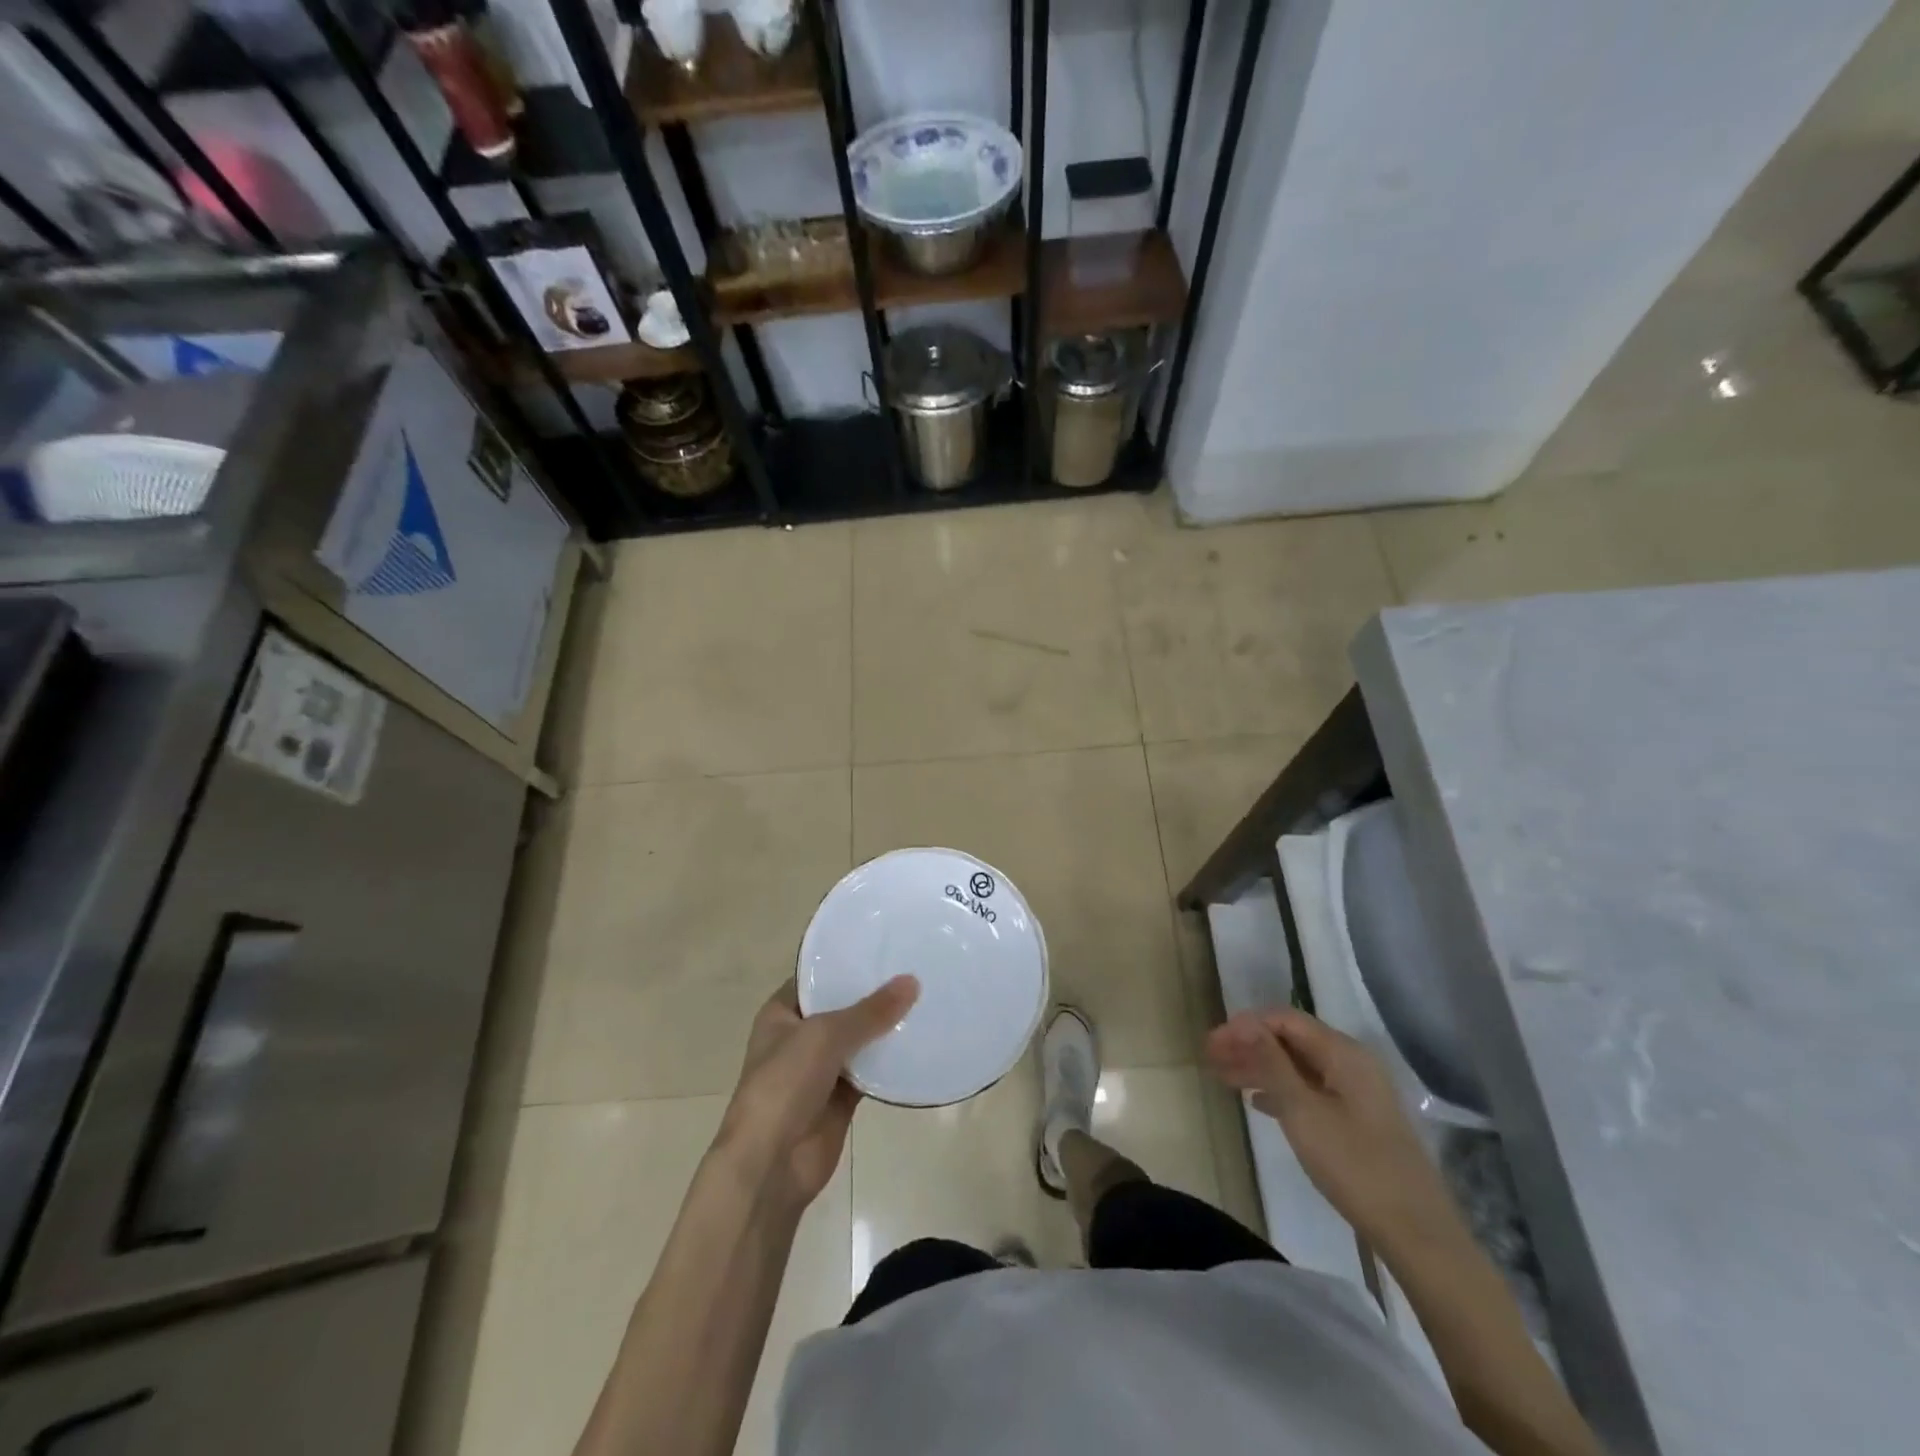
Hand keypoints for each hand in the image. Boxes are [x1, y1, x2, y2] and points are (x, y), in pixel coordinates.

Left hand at [716, 976, 918, 1215]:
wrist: (770, 1165)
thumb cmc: (784, 1085)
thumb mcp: (825, 1036)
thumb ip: (870, 1011)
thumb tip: (912, 982)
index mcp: (782, 1014)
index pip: (817, 978)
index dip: (846, 963)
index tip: (885, 946)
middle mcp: (800, 1037)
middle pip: (842, 1007)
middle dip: (874, 993)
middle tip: (916, 967)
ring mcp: (821, 1069)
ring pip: (860, 1040)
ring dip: (886, 1027)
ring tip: (926, 998)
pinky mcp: (841, 1098)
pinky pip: (871, 1072)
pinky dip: (891, 1062)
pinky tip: (921, 1042)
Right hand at [1206, 1008, 1449, 1251]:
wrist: (1417, 1232)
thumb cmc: (1355, 1165)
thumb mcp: (1302, 1111)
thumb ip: (1271, 1062)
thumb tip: (1243, 1023)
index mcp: (1342, 1053)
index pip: (1284, 1019)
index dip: (1244, 1026)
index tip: (1211, 1044)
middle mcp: (1352, 1062)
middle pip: (1291, 1040)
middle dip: (1249, 1045)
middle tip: (1210, 1060)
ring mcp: (1357, 1092)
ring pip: (1299, 1065)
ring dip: (1261, 1067)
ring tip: (1224, 1079)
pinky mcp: (1358, 1119)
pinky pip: (1310, 1089)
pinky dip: (1281, 1089)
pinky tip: (1258, 1103)